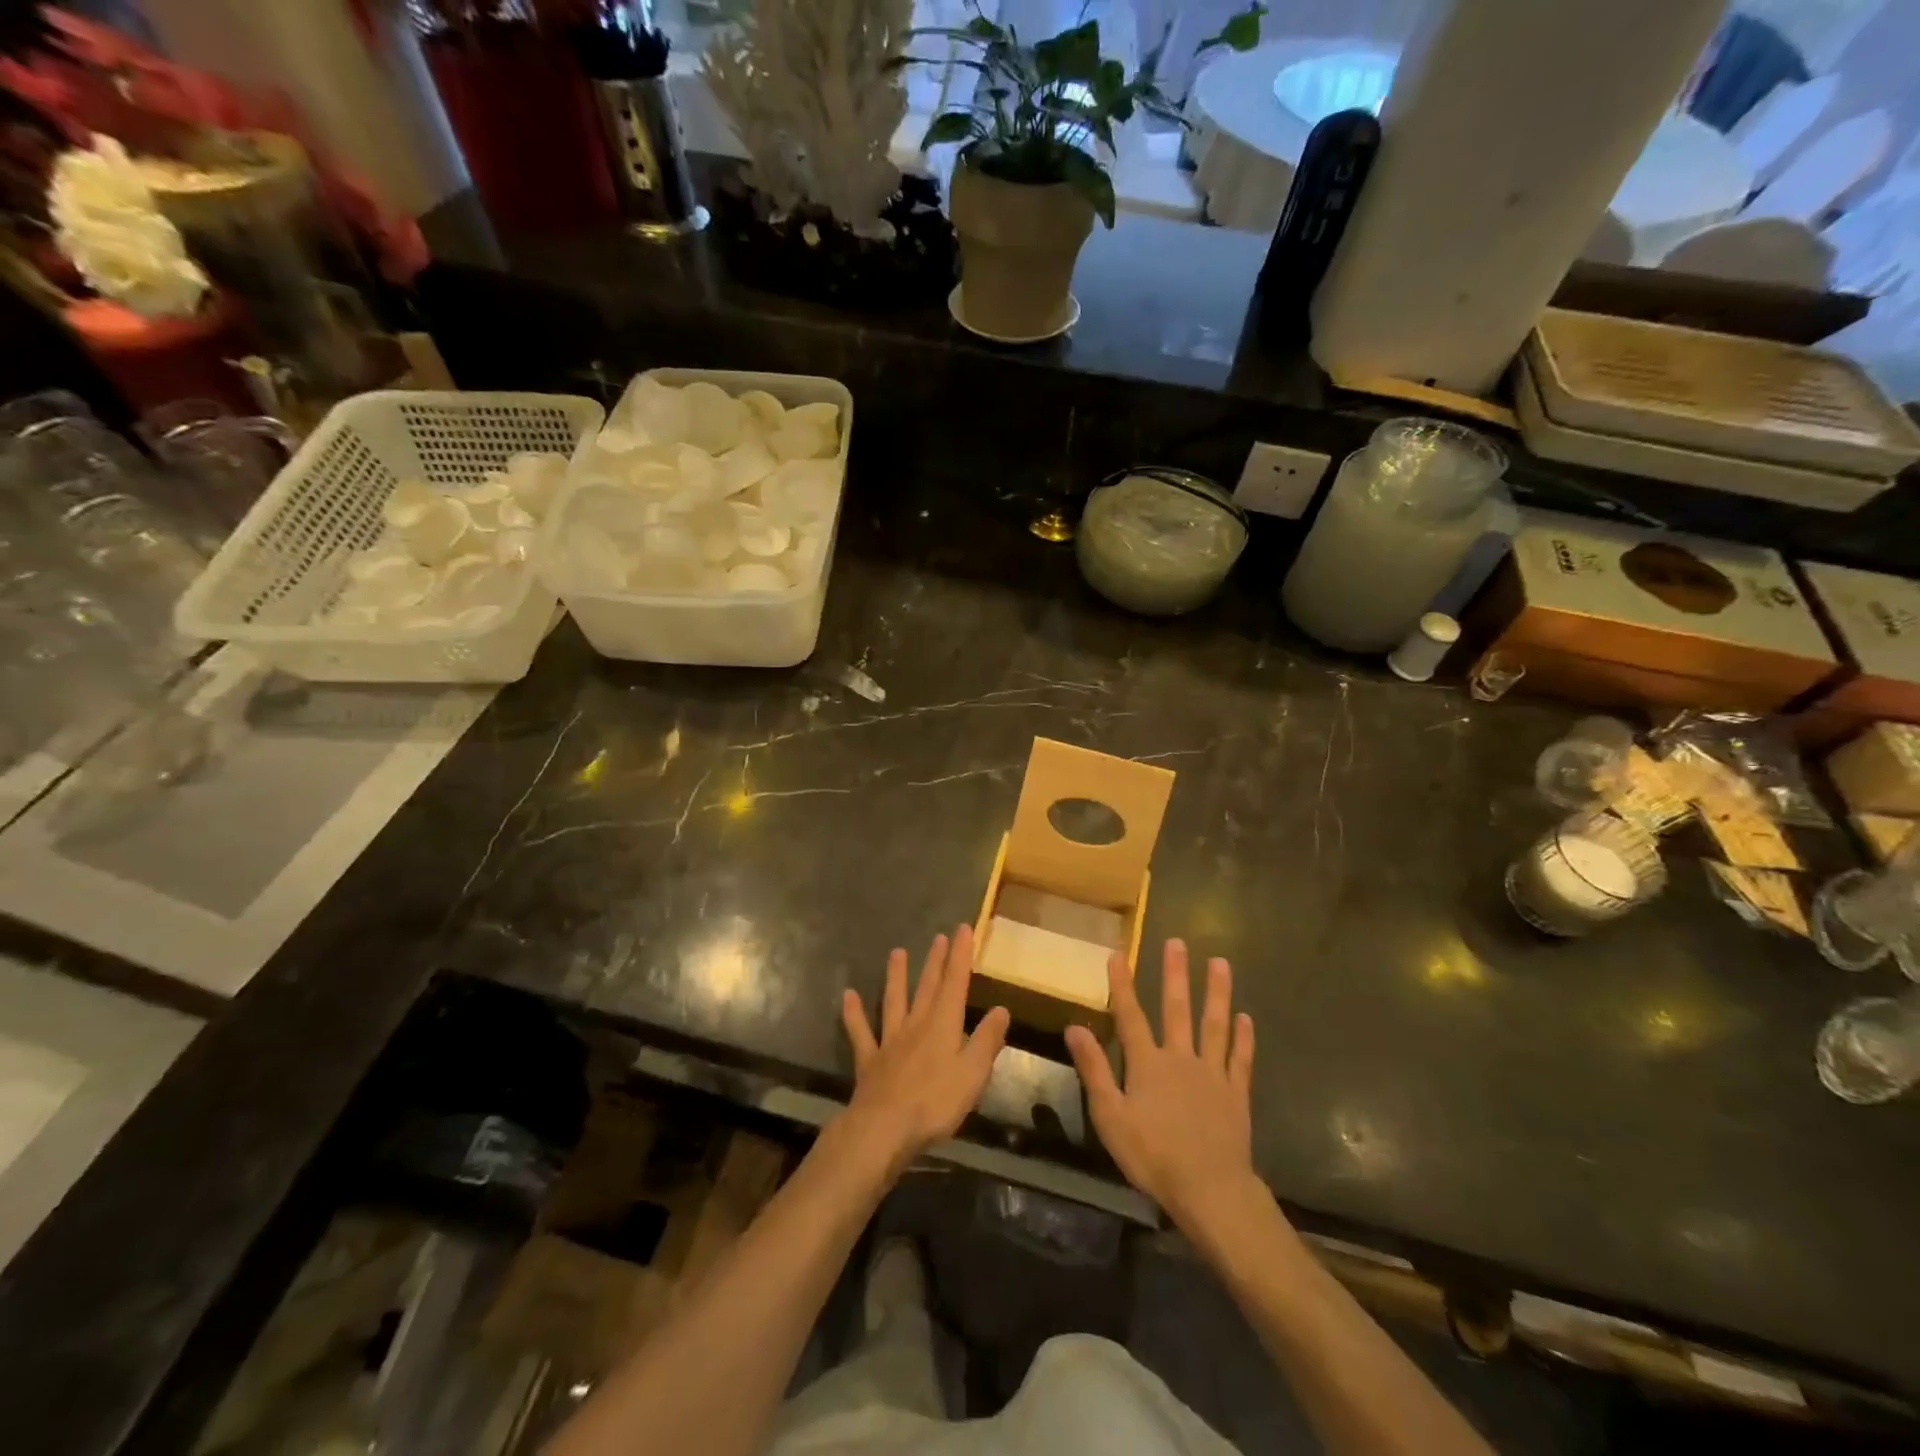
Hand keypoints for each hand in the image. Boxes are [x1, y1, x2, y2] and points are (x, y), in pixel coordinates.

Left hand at [840, 925, 1009, 1176]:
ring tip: (896, 952)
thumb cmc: (935, 1102)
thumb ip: (987, 1040)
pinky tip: (848, 996)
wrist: (884, 1128)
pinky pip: (861, 1032)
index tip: (963, 929)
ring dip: (896, 977)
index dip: (960, 956)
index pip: (955, 983)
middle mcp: (916, 1025)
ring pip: (893, 1001)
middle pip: (927, 987)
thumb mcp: (973, 1073)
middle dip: (935, 961)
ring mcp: (890, 1040)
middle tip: (938, 937)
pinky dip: (854, 1014)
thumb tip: (1001, 1010)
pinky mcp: (869, 1060)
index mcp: (943, 1025)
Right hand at [1066, 940, 1257, 1234]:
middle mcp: (1181, 1058)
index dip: (1122, 984)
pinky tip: (1246, 1017)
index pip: (1130, 1016)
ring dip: (1216, 993)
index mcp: (1148, 1064)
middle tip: (1178, 942)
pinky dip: (1243, 1038)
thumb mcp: (1110, 1116)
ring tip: (1220, 963)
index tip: (1118, 953)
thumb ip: (1095, 1069)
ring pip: (1214, 1025)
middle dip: (1175, 974)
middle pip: (1177, 1009)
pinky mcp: (1236, 1093)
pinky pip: (1240, 1059)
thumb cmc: (1153, 1156)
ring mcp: (1212, 1074)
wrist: (1209, 1190)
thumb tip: (1075, 1027)